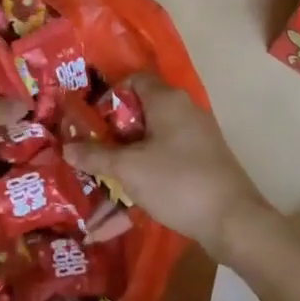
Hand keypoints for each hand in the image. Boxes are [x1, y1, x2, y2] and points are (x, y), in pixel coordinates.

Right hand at [63, 75, 277, 263]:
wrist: (233, 220)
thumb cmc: (177, 182)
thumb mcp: (128, 169)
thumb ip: (95, 156)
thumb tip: (66, 147)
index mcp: (167, 100)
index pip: (134, 80)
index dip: (109, 96)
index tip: (89, 122)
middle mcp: (184, 111)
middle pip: (140, 112)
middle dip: (112, 135)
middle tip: (88, 153)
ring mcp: (196, 137)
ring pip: (150, 142)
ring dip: (125, 161)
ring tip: (99, 185)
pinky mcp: (202, 162)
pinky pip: (164, 162)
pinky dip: (143, 177)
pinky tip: (122, 208)